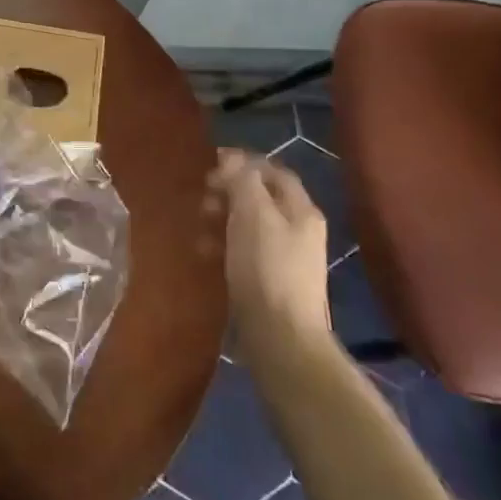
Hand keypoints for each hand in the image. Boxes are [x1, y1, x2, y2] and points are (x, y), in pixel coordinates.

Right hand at [209, 149, 331, 351]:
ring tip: (199, 226)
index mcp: (301, 210)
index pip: (273, 171)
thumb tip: (231, 159)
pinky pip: (244, 253)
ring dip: (222, 219)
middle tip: (202, 198)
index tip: (210, 165)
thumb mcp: (252, 214)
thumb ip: (242, 181)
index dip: (243, 163)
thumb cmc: (266, 269)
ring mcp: (287, 259)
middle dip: (229, 192)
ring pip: (249, 225)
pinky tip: (205, 254)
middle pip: (261, 198)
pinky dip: (224, 246)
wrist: (281, 340)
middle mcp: (299, 230)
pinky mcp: (271, 284)